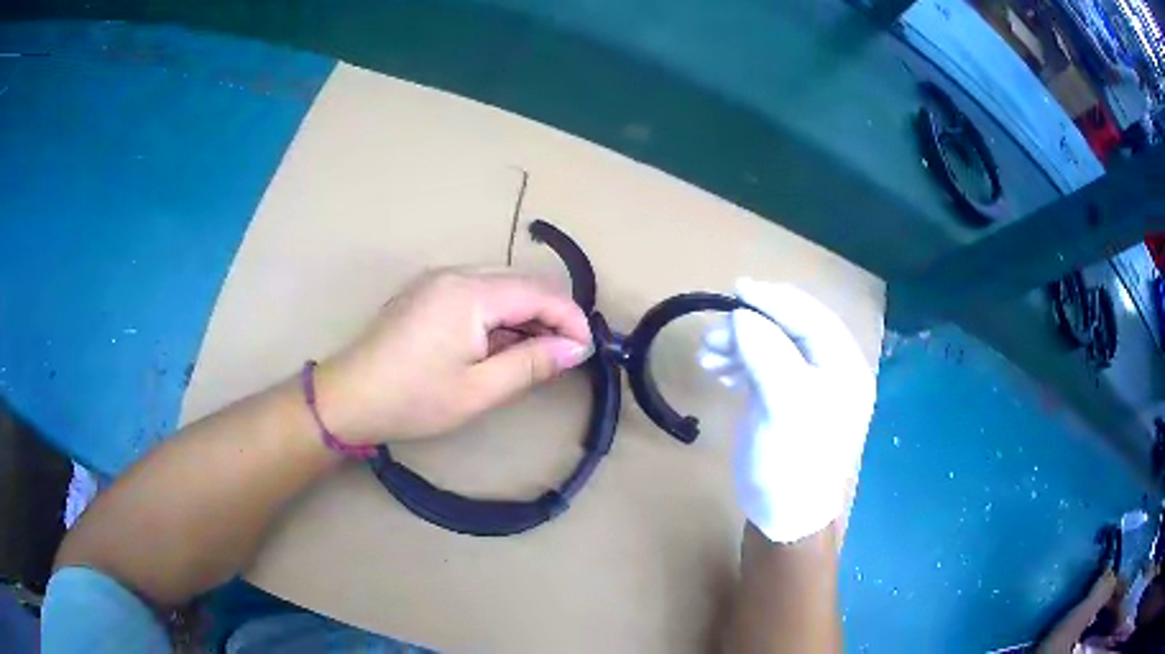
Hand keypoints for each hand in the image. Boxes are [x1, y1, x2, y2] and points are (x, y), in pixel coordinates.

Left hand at [315, 269, 592, 444]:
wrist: (348, 398)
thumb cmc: (413, 399)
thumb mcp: (479, 390)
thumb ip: (532, 363)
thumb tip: (577, 348)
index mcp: (469, 293)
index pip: (538, 292)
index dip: (570, 317)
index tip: (588, 349)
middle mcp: (455, 274)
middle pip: (520, 282)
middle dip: (550, 314)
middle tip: (565, 354)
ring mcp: (437, 280)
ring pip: (499, 285)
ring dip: (525, 314)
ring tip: (537, 353)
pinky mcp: (426, 292)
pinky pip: (476, 292)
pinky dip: (498, 314)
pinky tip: (500, 343)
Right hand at [700, 279, 875, 542]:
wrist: (783, 514)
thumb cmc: (792, 463)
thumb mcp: (785, 407)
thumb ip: (767, 355)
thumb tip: (742, 316)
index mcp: (843, 367)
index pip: (811, 318)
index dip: (775, 300)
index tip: (737, 289)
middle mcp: (829, 369)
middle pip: (789, 329)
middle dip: (750, 325)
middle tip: (712, 335)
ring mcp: (806, 384)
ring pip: (772, 345)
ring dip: (739, 343)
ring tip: (707, 355)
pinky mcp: (785, 398)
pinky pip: (762, 365)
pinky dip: (739, 361)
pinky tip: (718, 370)